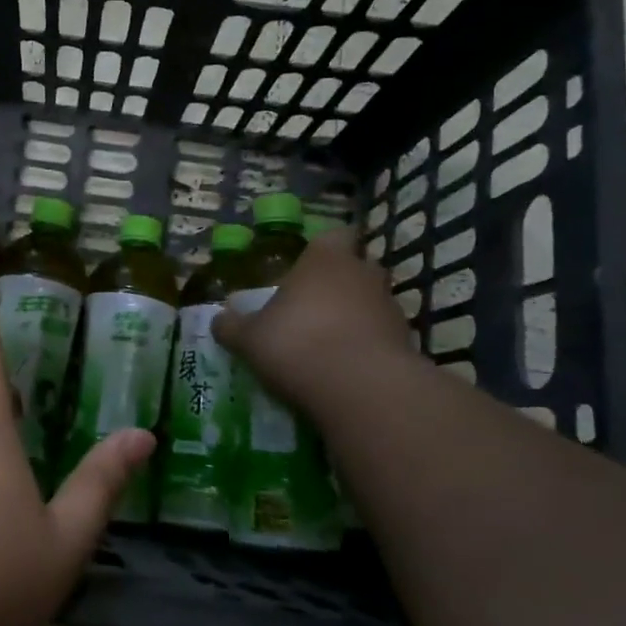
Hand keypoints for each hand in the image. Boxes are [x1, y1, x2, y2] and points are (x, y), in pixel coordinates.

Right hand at [211, 226, 418, 414]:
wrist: (360, 389)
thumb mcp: (250, 339)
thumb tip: (218, 320)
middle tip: (314, 306)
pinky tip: (347, 369)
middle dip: (340, 283)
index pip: (335, 235)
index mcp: (326, 259)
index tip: (308, 266)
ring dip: (356, 317)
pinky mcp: (407, 342)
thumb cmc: (297, 345)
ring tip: (329, 343)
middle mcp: (363, 274)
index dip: (324, 249)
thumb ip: (233, 327)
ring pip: (372, 302)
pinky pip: (383, 336)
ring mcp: (390, 307)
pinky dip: (369, 347)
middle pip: (356, 267)